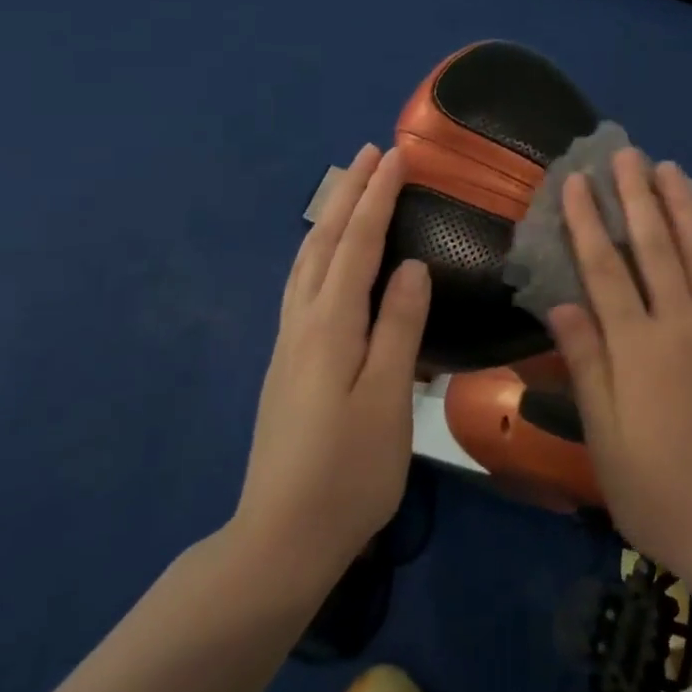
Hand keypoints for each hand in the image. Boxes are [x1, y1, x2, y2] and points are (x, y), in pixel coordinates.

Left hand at [234, 144, 430, 588]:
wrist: (281, 538)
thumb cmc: (349, 471)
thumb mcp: (388, 398)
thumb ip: (399, 326)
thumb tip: (410, 265)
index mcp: (330, 325)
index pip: (357, 243)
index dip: (377, 196)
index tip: (395, 155)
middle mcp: (302, 322)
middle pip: (324, 242)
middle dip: (347, 193)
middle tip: (368, 153)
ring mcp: (288, 344)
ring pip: (306, 262)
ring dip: (328, 218)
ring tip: (347, 191)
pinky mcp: (286, 365)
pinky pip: (302, 285)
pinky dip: (319, 252)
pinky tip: (326, 261)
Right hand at [548, 150, 691, 579]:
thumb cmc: (658, 491)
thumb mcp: (604, 438)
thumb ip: (586, 364)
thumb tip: (563, 303)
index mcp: (637, 349)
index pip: (604, 269)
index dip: (587, 221)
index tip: (576, 181)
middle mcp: (682, 326)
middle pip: (654, 247)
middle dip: (636, 196)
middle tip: (625, 154)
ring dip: (683, 207)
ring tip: (669, 169)